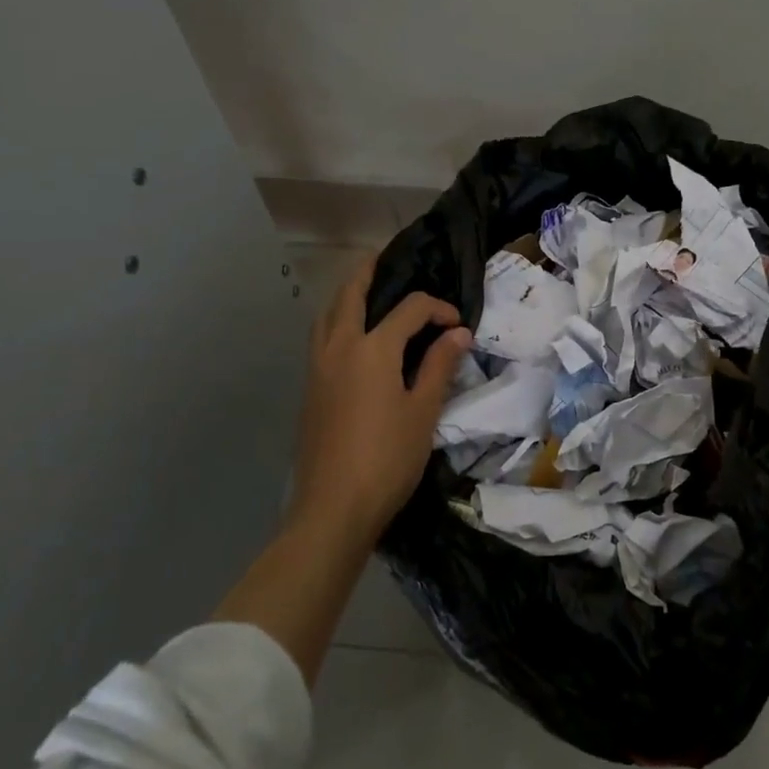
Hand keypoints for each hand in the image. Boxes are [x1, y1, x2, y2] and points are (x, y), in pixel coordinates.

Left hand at [289, 253, 472, 545]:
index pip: (409, 309)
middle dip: (370, 272)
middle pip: (350, 294)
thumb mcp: (423, 411)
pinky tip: (354, 338)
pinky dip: (337, 321)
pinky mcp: (310, 388)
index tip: (458, 326)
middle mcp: (339, 347)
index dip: (437, 309)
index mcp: (372, 348)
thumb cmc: (386, 458)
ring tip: (369, 293)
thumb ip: (439, 365)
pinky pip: (321, 337)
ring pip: (328, 314)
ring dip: (347, 295)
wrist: (332, 509)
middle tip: (388, 260)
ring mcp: (318, 367)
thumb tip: (458, 333)